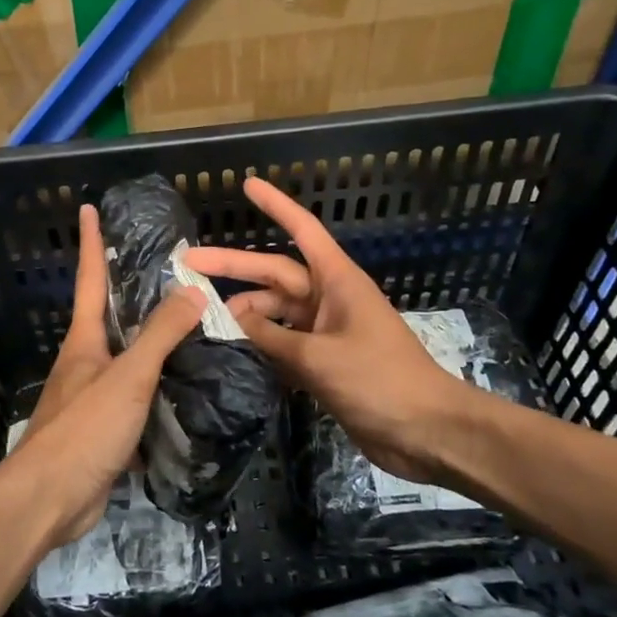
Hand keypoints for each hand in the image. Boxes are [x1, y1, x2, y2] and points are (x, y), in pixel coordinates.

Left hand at [4, 204, 206, 547]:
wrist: (50, 500)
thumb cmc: (84, 428)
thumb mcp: (128, 376)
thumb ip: (160, 335)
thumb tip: (192, 290)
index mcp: (84, 341)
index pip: (90, 279)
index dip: (92, 243)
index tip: (89, 209)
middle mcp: (85, 363)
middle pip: (110, 318)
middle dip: (131, 293)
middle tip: (169, 271)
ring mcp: (92, 399)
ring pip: (127, 361)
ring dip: (153, 345)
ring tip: (192, 328)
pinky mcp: (104, 432)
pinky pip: (137, 400)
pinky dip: (160, 391)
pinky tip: (187, 390)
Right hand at [180, 177, 487, 486]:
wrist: (427, 431)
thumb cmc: (378, 380)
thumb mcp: (318, 357)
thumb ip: (273, 337)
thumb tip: (237, 319)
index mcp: (338, 281)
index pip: (302, 231)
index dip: (275, 205)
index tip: (247, 184)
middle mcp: (330, 298)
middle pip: (276, 272)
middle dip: (235, 266)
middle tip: (189, 262)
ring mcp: (328, 330)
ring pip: (278, 310)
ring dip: (247, 311)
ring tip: (208, 316)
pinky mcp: (326, 361)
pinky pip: (286, 340)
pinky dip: (263, 341)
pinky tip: (236, 346)